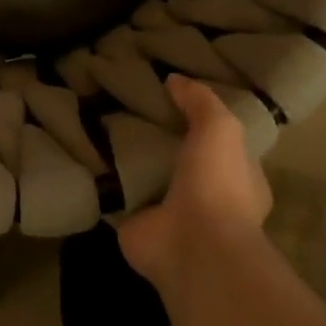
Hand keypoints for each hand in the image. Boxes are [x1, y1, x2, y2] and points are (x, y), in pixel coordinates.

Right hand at [118, 75, 273, 293]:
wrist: (193, 246)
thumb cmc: (218, 184)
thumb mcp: (219, 127)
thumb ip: (200, 101)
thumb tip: (173, 79)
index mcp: (239, 180)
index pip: (222, 144)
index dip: (202, 121)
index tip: (174, 97)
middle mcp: (206, 198)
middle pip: (180, 159)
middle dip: (160, 138)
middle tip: (129, 105)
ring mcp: (170, 215)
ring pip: (148, 177)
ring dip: (129, 159)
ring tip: (100, 122)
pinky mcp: (137, 225)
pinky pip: (118, 195)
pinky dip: (104, 180)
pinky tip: (86, 154)